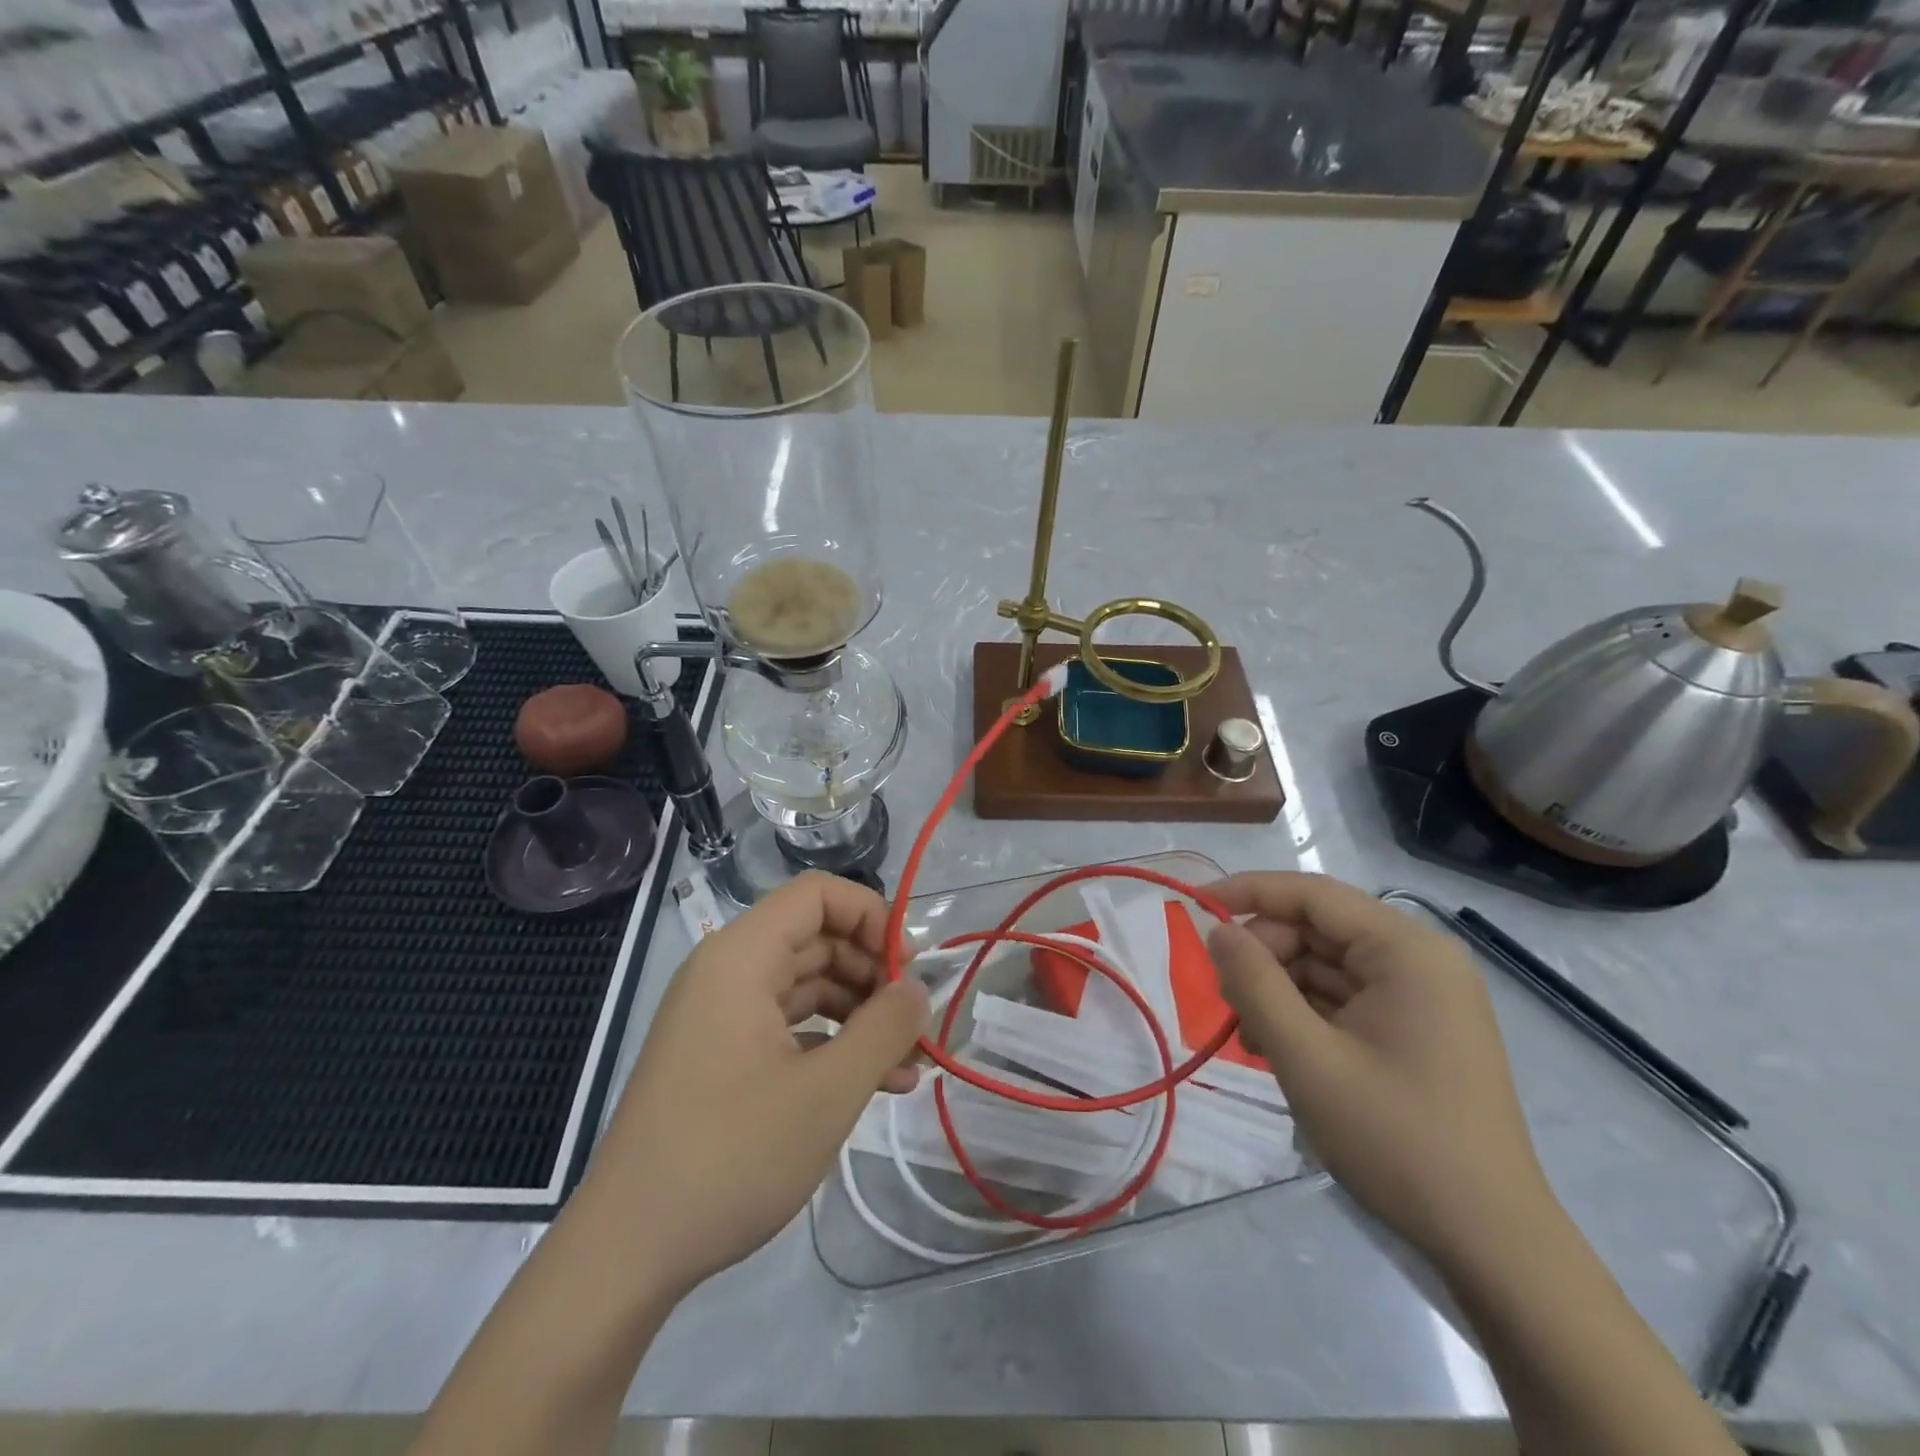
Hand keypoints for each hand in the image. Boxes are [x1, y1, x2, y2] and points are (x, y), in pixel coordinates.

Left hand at [584, 872, 928, 1300]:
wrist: (627, 1252)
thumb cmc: (731, 1156)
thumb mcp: (828, 1091)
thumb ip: (884, 1028)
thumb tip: (918, 988)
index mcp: (741, 956)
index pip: (818, 894)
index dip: (871, 916)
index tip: (909, 968)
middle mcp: (727, 971)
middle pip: (816, 938)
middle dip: (873, 972)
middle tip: (916, 1021)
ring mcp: (720, 1015)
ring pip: (806, 985)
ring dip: (860, 1014)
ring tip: (908, 1062)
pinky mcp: (720, 1055)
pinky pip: (786, 1025)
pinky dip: (830, 1043)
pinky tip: (873, 1084)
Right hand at [1205, 872, 1557, 1269]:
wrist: (1492, 1243)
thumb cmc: (1396, 1140)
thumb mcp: (1307, 1058)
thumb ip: (1254, 983)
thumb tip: (1218, 930)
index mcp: (1406, 951)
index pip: (1311, 894)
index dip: (1247, 892)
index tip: (1193, 904)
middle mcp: (1420, 960)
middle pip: (1317, 930)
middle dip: (1264, 958)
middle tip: (1228, 1004)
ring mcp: (1423, 996)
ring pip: (1325, 965)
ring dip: (1279, 991)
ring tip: (1251, 1040)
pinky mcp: (1418, 1028)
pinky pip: (1345, 998)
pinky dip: (1305, 1014)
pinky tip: (1281, 1051)